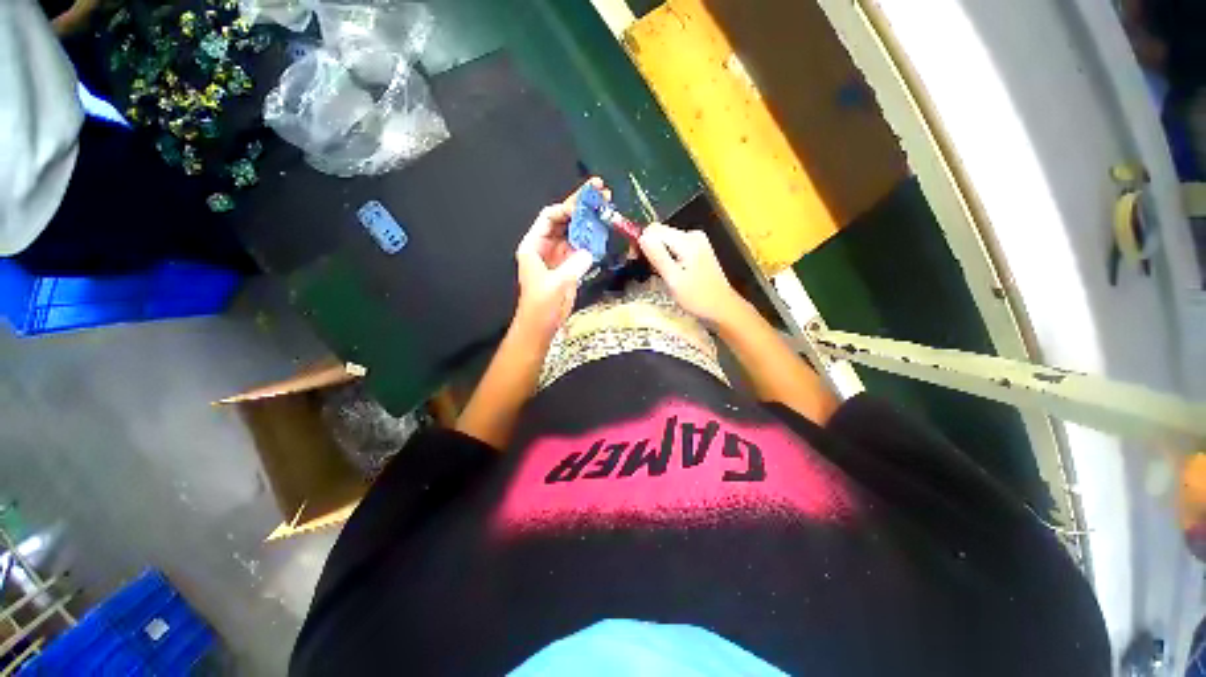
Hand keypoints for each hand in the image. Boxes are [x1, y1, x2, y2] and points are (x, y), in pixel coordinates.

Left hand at [512, 179, 606, 339]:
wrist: (543, 325)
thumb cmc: (541, 305)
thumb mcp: (556, 284)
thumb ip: (573, 265)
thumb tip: (590, 251)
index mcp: (534, 246)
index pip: (549, 217)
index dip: (567, 207)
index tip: (586, 203)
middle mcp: (546, 246)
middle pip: (564, 219)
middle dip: (581, 205)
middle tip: (601, 190)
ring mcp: (559, 255)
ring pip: (574, 231)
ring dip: (589, 219)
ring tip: (606, 204)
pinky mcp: (570, 265)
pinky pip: (581, 245)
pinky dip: (592, 237)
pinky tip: (604, 228)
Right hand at [639, 223, 742, 323]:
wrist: (723, 308)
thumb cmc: (697, 298)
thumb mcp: (673, 279)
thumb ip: (657, 256)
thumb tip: (641, 236)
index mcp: (687, 240)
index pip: (654, 229)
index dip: (640, 242)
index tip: (635, 260)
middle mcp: (692, 234)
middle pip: (660, 233)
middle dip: (648, 248)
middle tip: (646, 270)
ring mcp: (697, 241)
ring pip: (666, 240)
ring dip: (657, 254)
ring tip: (657, 274)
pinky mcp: (698, 249)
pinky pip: (675, 247)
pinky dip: (667, 257)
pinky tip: (669, 272)